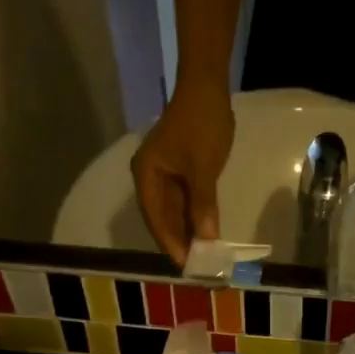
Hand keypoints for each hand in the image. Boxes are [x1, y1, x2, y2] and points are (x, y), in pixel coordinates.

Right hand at [131, 87, 233, 264]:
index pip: (156, 219)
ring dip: (188, 232)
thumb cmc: (202, 124)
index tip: (187, 265)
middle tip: (199, 267)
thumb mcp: (203, 168)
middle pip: (162, 219)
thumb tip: (206, 240)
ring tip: (204, 256)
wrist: (208, 87)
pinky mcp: (179, 173)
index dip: (171, 243)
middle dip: (180, 242)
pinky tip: (206, 233)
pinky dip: (194, 217)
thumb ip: (202, 205)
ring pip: (174, 212)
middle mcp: (150, 178)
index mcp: (146, 175)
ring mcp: (164, 176)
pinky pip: (184, 202)